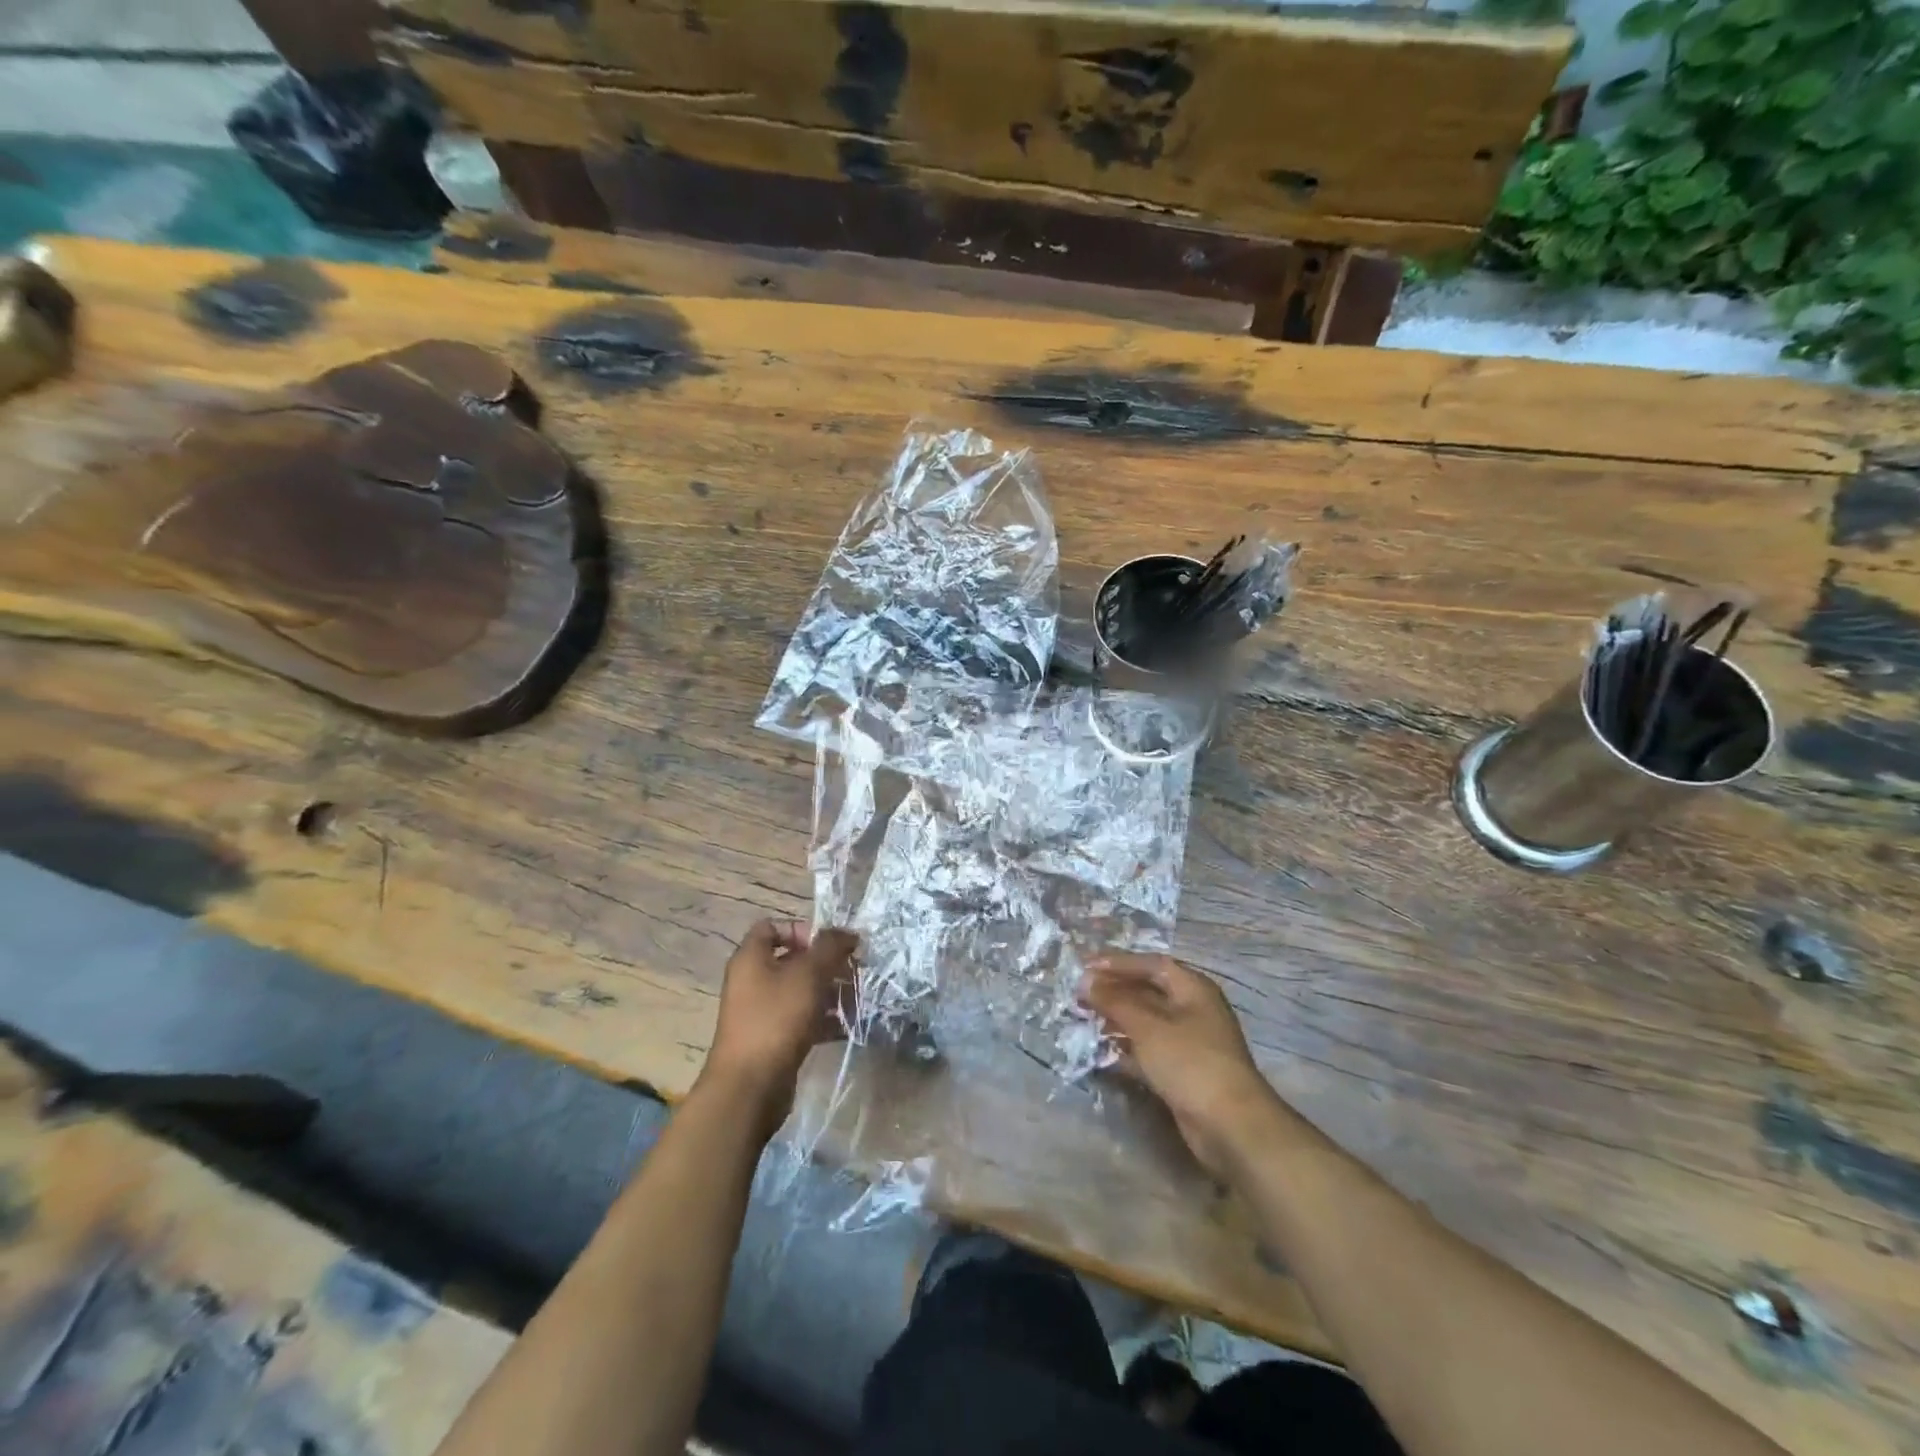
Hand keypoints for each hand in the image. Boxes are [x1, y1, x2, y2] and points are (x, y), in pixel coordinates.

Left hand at [703, 920, 857, 1133]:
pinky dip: (824, 1019)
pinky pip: (802, 1019)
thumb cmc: (776, 1019)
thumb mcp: (808, 974)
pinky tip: (849, 1025)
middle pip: (792, 960)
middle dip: (826, 963)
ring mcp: (761, 1012)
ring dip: (830, 992)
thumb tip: (848, 933)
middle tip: (854, 971)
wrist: (750, 1087)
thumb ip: (830, 947)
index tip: (828, 944)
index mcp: (751, 958)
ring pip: (800, 991)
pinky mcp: (773, 1039)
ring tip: (858, 998)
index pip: (772, 927)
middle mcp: (752, 981)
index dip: (801, 929)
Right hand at [1080, 952, 1280, 1181]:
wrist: (1230, 1126)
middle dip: (1115, 991)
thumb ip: (1115, 1000)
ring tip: (1085, 1018)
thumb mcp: (1148, 1026)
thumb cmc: (1190, 1062)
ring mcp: (1190, 1042)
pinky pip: (1149, 1050)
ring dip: (1117, 1019)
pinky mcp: (1183, 1072)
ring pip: (1147, 1022)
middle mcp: (1193, 1010)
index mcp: (1193, 989)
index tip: (1085, 966)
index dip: (1118, 962)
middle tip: (1080, 993)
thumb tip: (1086, 980)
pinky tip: (1102, 1052)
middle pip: (1148, 991)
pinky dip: (1127, 1048)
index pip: (1151, 964)